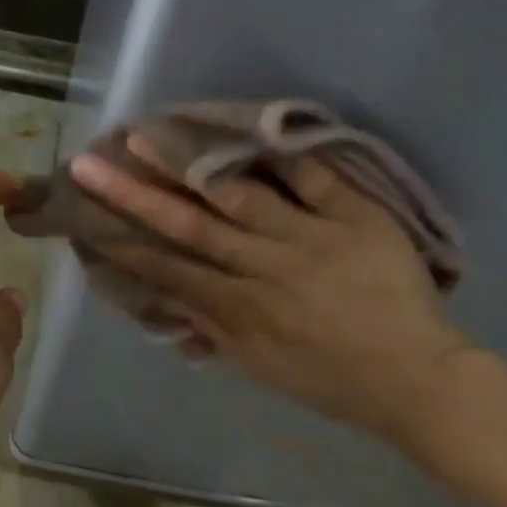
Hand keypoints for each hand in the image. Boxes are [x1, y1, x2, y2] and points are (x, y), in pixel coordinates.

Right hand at [68, 138, 477, 443]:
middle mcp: (267, 269)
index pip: (171, 270)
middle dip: (136, 195)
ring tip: (149, 134)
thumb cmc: (332, 379)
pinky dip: (283, 154)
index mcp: (243, 311)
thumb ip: (212, 330)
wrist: (417, 379)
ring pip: (240, 195)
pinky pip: (315, 179)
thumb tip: (165, 301)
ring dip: (189, 165)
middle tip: (92, 165)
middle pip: (191, 227)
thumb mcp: (261, 367)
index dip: (126, 244)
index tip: (89, 218)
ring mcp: (312, 238)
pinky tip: (246, 127)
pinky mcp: (356, 218)